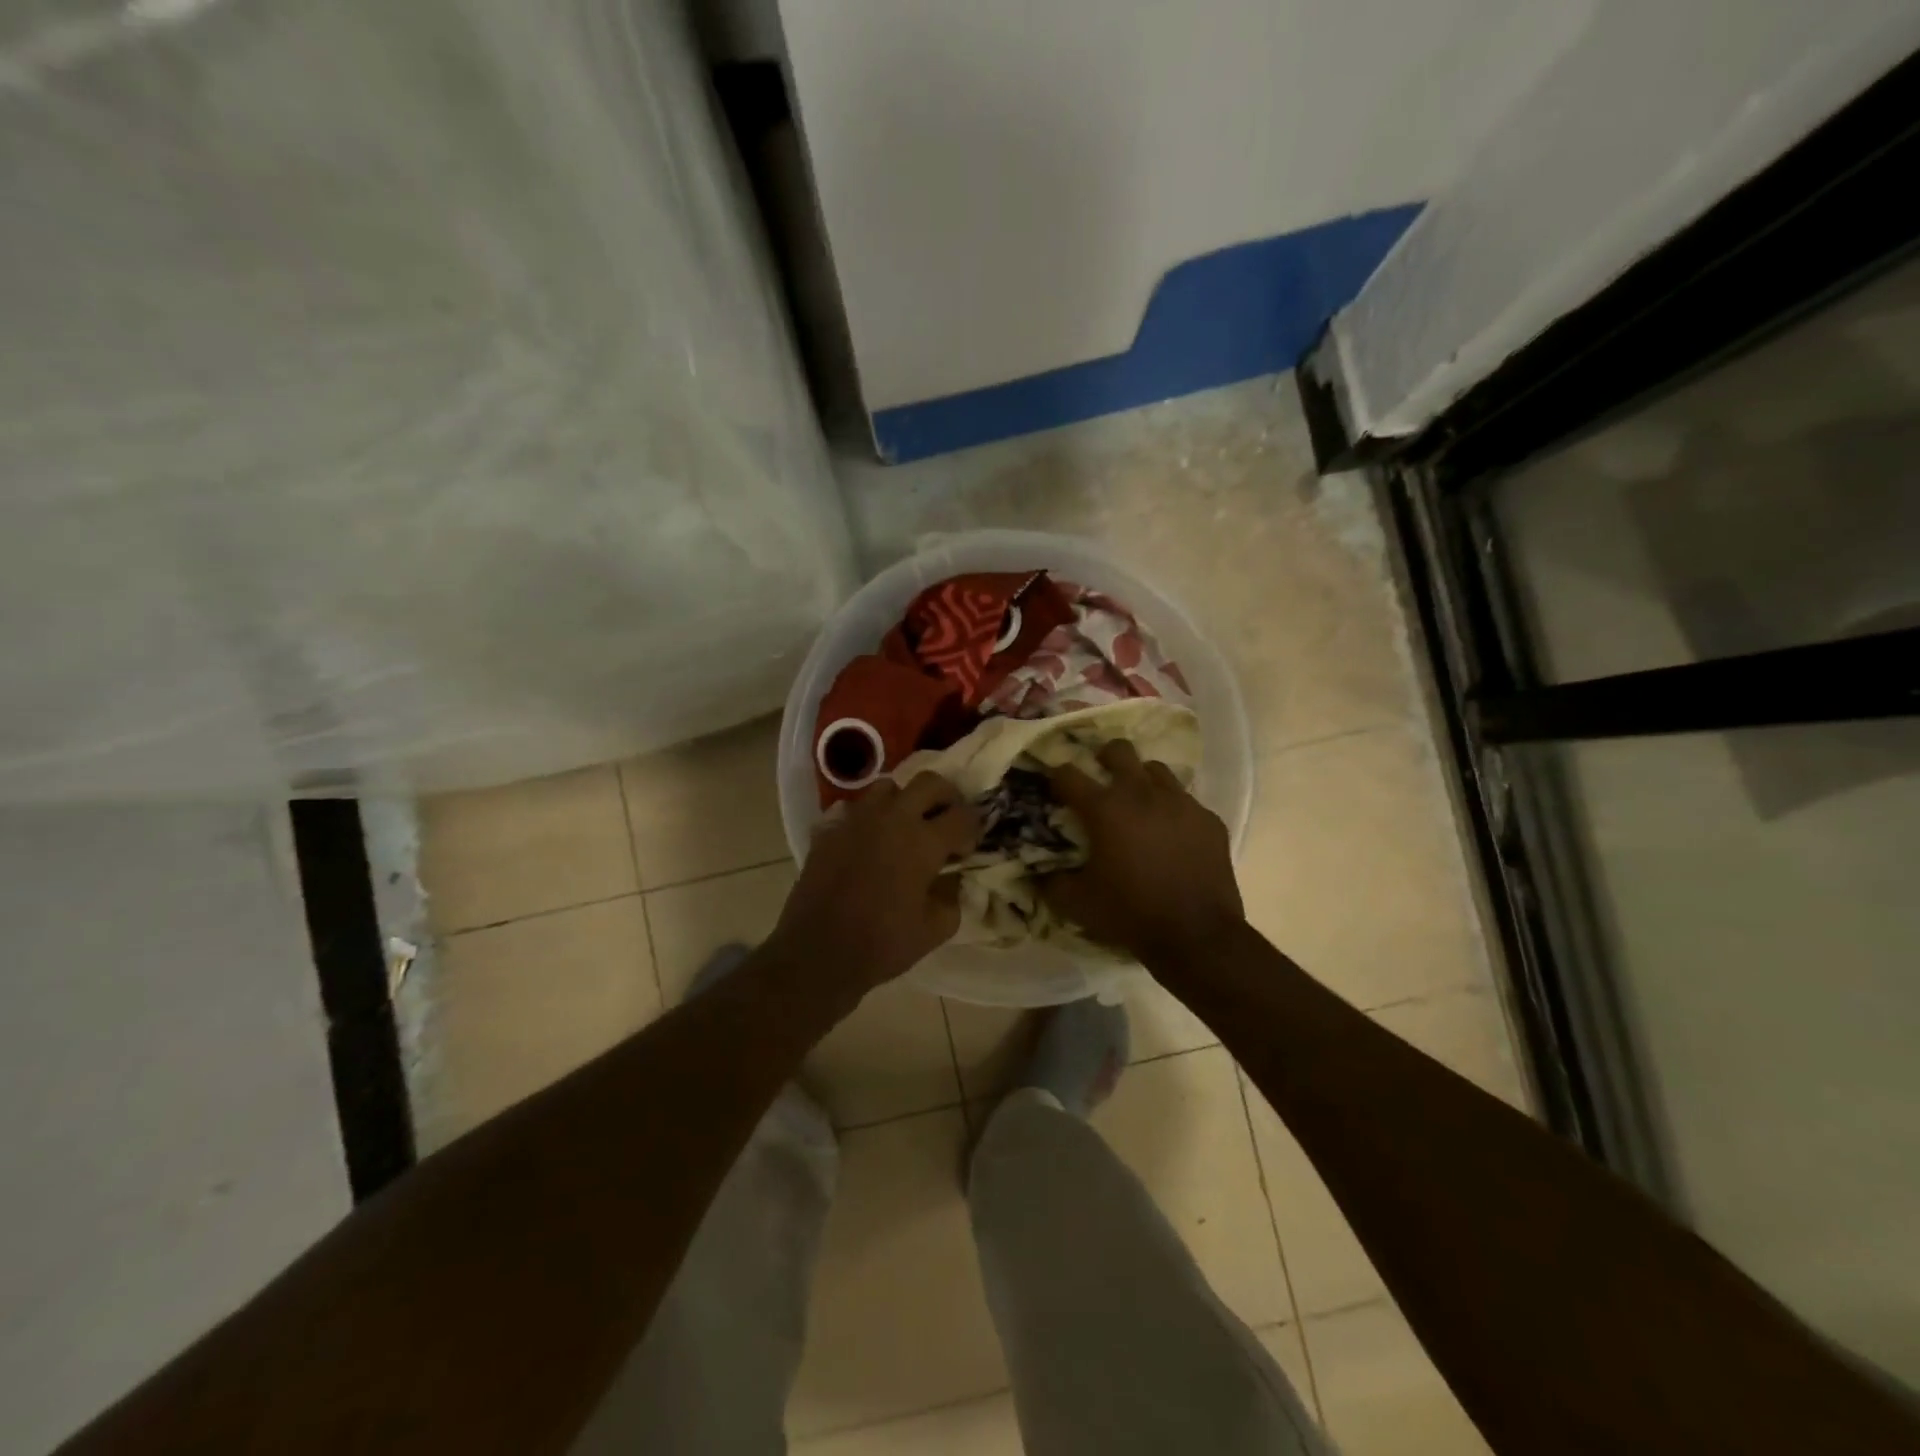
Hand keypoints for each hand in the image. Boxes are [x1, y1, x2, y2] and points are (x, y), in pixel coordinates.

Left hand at [771, 773, 980, 996]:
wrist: (818, 953)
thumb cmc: (882, 944)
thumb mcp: (934, 929)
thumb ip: (952, 897)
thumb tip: (952, 879)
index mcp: (923, 842)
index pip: (962, 815)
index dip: (972, 829)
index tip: (966, 848)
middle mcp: (892, 819)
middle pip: (929, 782)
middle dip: (946, 797)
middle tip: (945, 820)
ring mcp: (857, 819)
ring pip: (888, 787)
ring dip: (904, 801)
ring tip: (905, 827)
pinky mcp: (829, 829)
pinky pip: (854, 809)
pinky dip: (868, 818)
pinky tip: (868, 842)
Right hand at [1040, 740, 1244, 966]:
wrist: (1197, 936)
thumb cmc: (1130, 914)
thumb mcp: (1076, 903)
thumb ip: (1050, 881)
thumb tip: (1037, 871)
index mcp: (1105, 809)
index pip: (1068, 774)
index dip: (1056, 777)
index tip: (1054, 788)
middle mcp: (1142, 794)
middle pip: (1119, 750)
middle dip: (1104, 757)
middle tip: (1100, 776)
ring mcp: (1181, 803)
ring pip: (1157, 770)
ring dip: (1141, 780)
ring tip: (1138, 803)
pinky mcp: (1209, 819)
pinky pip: (1186, 801)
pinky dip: (1172, 810)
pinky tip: (1171, 834)